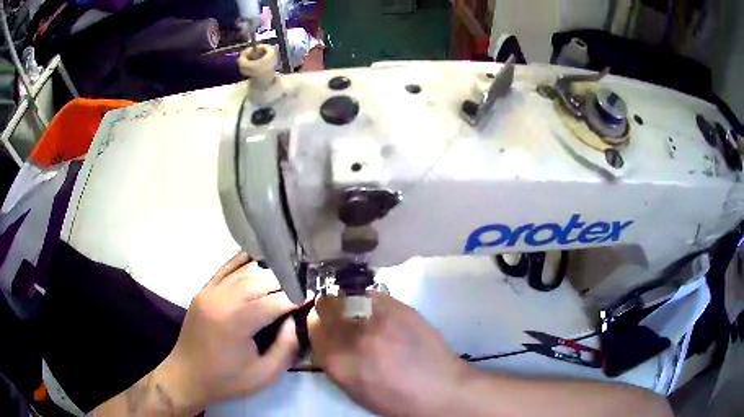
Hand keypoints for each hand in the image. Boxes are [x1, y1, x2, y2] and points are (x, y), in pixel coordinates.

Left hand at [156, 252, 300, 412]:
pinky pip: (226, 268)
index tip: (313, 295)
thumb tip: (293, 319)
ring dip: (268, 272)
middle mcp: (222, 300)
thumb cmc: (227, 380)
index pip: (274, 301)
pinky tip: (259, 260)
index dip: (296, 297)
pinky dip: (244, 262)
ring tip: (287, 275)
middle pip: (260, 280)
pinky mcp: (204, 291)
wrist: (187, 376)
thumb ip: (285, 347)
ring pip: (245, 271)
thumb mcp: (265, 375)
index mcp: (236, 323)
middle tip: (302, 286)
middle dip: (285, 281)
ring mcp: (210, 292)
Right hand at [308, 292, 469, 416]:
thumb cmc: (395, 399)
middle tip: (341, 315)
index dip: (318, 323)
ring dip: (349, 303)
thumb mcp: (353, 389)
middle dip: (330, 309)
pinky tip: (380, 313)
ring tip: (361, 314)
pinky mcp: (399, 307)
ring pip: (348, 296)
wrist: (439, 389)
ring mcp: (376, 318)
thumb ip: (334, 361)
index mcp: (336, 360)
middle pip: (327, 306)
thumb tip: (327, 340)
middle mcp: (352, 335)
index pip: (313, 326)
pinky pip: (372, 295)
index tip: (324, 324)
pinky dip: (370, 301)